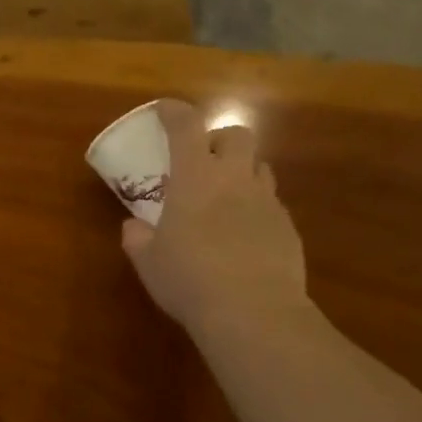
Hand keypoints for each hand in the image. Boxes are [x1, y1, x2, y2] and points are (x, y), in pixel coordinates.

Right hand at [121, 99, 311, 337]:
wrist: (252, 311)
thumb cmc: (189, 280)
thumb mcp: (149, 262)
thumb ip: (138, 238)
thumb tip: (133, 227)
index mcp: (196, 178)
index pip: (186, 126)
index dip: (174, 112)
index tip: (163, 110)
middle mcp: (235, 179)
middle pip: (237, 135)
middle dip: (219, 139)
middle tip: (202, 162)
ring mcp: (267, 202)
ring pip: (260, 167)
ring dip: (241, 173)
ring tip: (224, 199)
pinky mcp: (288, 228)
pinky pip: (272, 204)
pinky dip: (256, 209)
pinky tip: (243, 237)